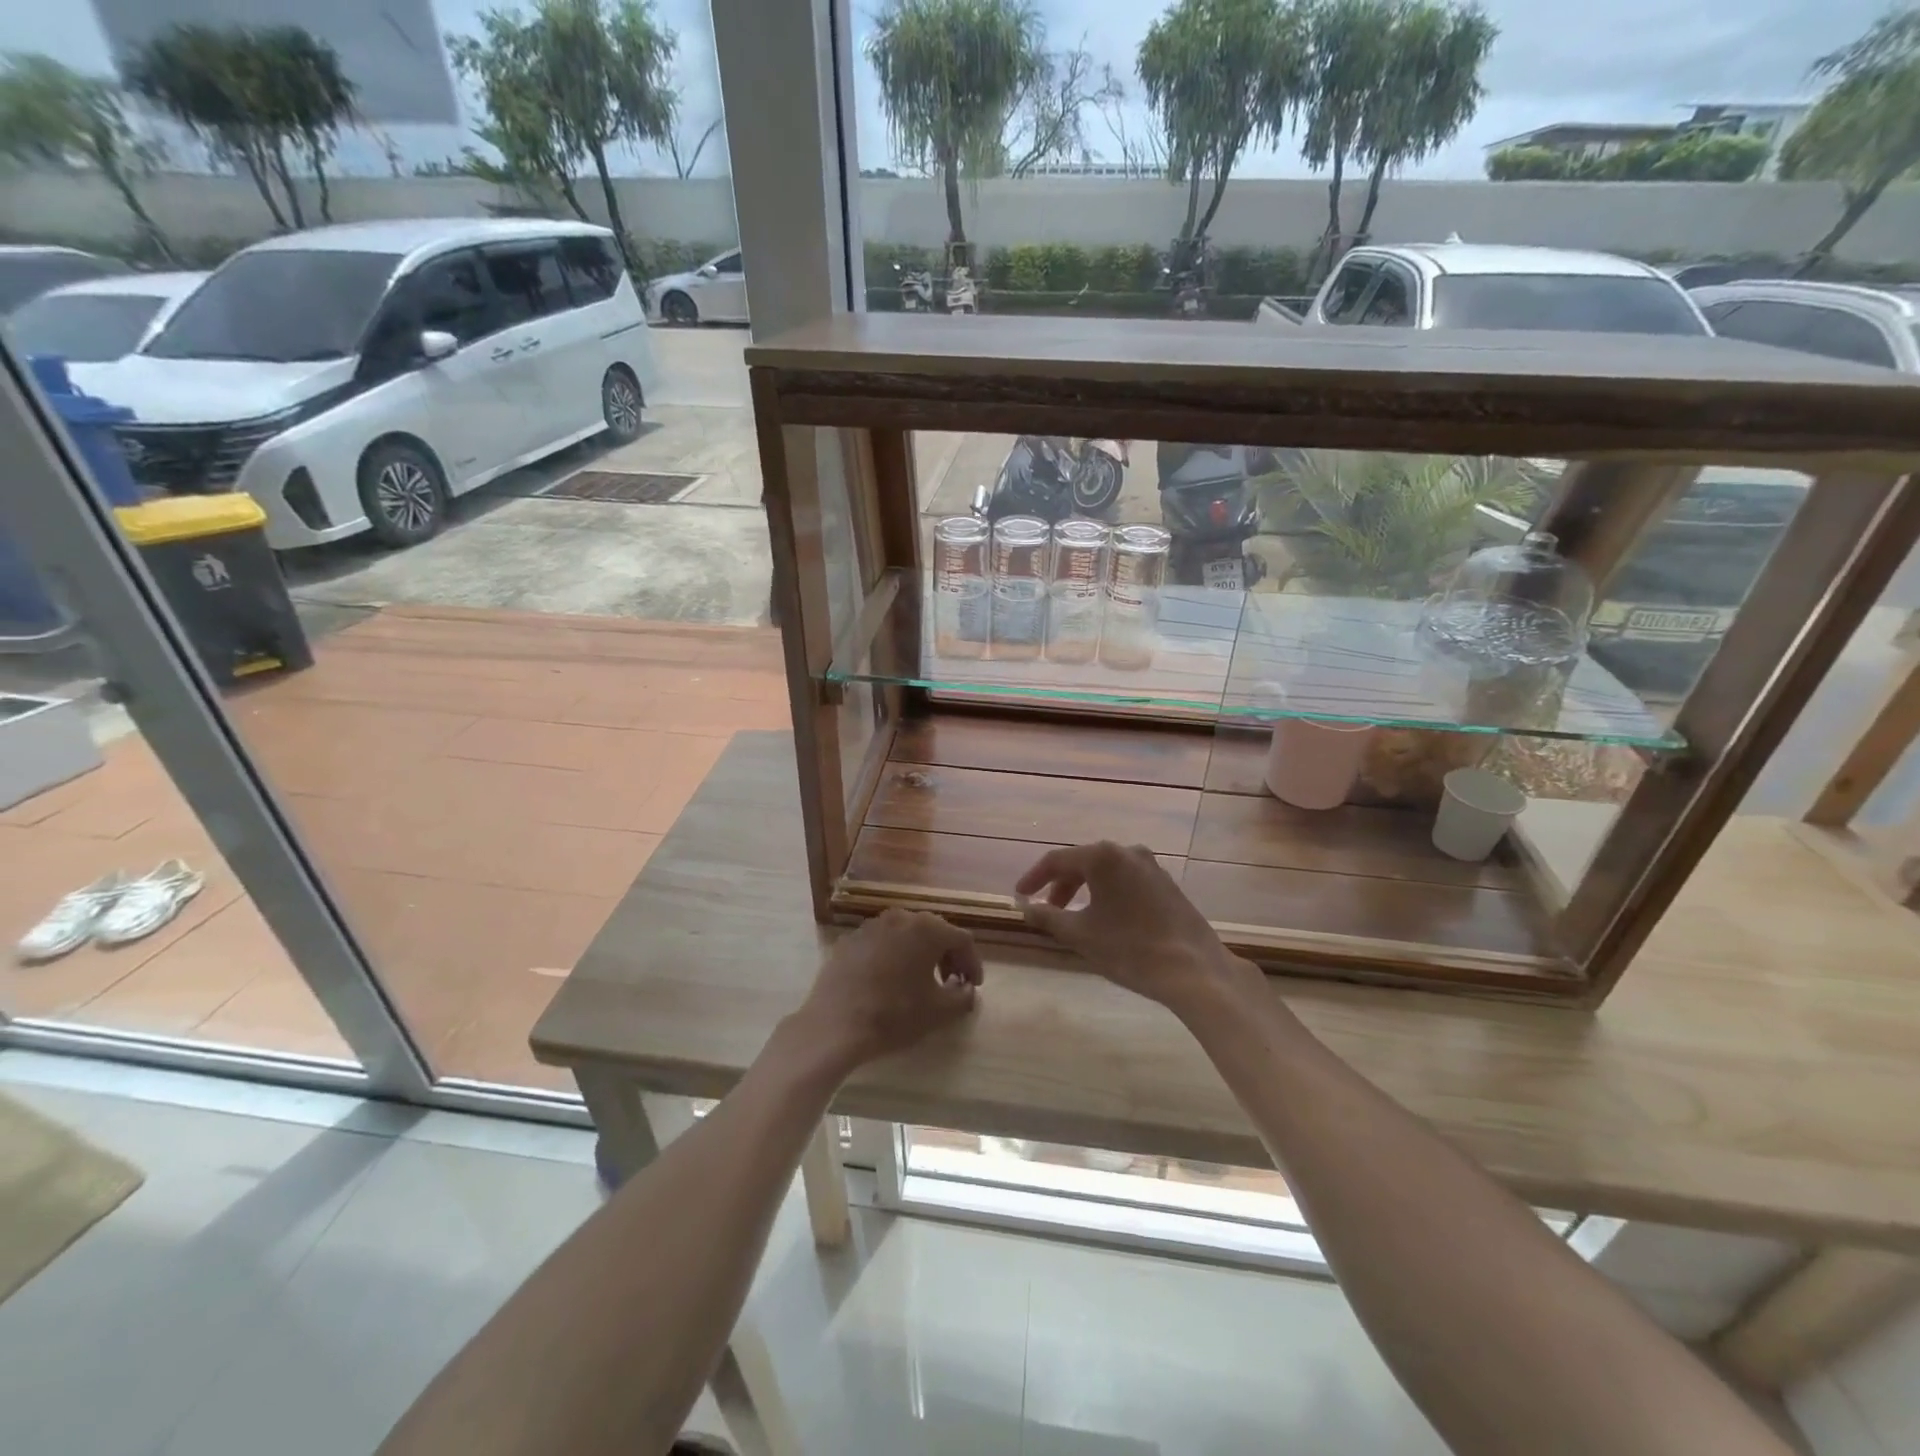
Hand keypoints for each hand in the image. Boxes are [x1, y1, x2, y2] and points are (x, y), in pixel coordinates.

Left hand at [790, 909, 982, 1077]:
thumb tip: (966, 989)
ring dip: (919, 954)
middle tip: (951, 982)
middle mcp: (900, 917)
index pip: (962, 940)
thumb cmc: (894, 1015)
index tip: (972, 986)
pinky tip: (888, 981)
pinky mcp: (849, 940)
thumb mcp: (939, 1011)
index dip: (972, 963)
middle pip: (934, 931)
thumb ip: (963, 996)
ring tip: (920, 980)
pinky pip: (881, 943)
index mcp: (927, 929)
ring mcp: (871, 926)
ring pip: (905, 934)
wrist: (835, 1025)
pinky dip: (892, 957)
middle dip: (947, 956)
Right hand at [1016, 842, 1260, 1015]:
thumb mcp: (1079, 934)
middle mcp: (1127, 851)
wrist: (1194, 970)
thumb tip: (1025, 906)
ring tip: (1074, 918)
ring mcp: (1152, 866)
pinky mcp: (1167, 884)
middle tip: (1047, 910)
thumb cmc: (1129, 948)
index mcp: (1103, 856)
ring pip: (1106, 872)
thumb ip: (1047, 916)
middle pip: (1083, 863)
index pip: (1057, 860)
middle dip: (1061, 886)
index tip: (1020, 896)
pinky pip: (1126, 881)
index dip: (1034, 878)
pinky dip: (1107, 894)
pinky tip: (1105, 919)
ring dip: (1084, 891)